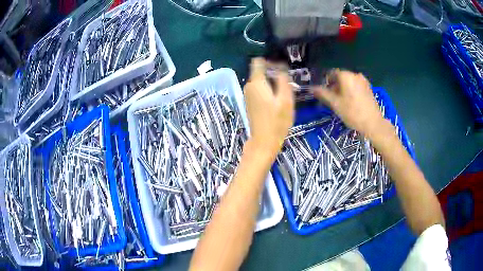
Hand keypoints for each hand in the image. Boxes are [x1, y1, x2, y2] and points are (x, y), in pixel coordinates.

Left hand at [243, 58, 294, 156]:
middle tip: (288, 83)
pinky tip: (277, 101)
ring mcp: (248, 95)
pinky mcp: (250, 103)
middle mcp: (248, 86)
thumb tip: (281, 67)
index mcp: (256, 82)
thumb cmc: (277, 121)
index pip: (258, 61)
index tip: (282, 69)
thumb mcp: (286, 99)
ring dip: (272, 83)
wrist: (264, 142)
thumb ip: (283, 79)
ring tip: (284, 93)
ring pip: (260, 81)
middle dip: (273, 73)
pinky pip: (259, 90)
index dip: (270, 61)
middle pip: (260, 71)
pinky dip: (268, 90)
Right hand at [312, 69, 387, 138]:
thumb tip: (312, 88)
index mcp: (346, 76)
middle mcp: (355, 75)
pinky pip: (356, 86)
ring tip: (341, 102)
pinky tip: (351, 103)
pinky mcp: (369, 88)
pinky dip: (351, 91)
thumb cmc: (352, 113)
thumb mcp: (335, 104)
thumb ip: (323, 94)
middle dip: (334, 86)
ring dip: (342, 89)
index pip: (331, 73)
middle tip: (331, 99)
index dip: (325, 81)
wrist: (373, 123)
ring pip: (348, 82)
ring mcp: (363, 81)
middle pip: (340, 77)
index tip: (323, 92)